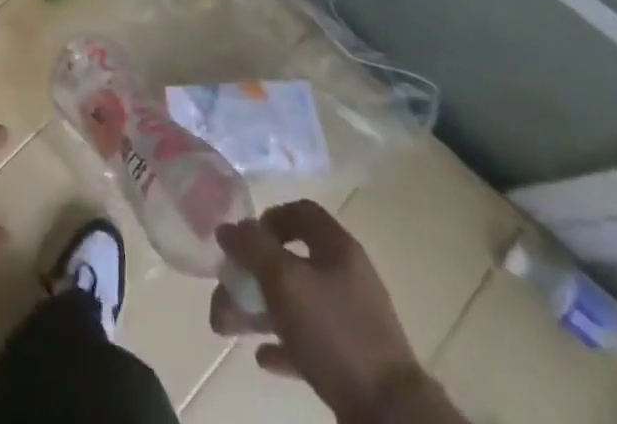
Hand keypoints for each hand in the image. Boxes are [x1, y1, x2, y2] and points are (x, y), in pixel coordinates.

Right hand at [211, 201, 431, 423]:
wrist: (391, 413)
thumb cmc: (336, 332)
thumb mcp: (285, 281)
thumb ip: (252, 248)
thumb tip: (227, 227)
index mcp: (337, 248)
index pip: (301, 212)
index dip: (270, 218)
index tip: (244, 239)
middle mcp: (346, 276)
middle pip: (290, 261)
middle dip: (252, 274)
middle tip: (225, 291)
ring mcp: (351, 319)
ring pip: (296, 302)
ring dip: (260, 309)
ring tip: (227, 326)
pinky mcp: (352, 357)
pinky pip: (309, 340)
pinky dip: (283, 342)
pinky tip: (263, 356)